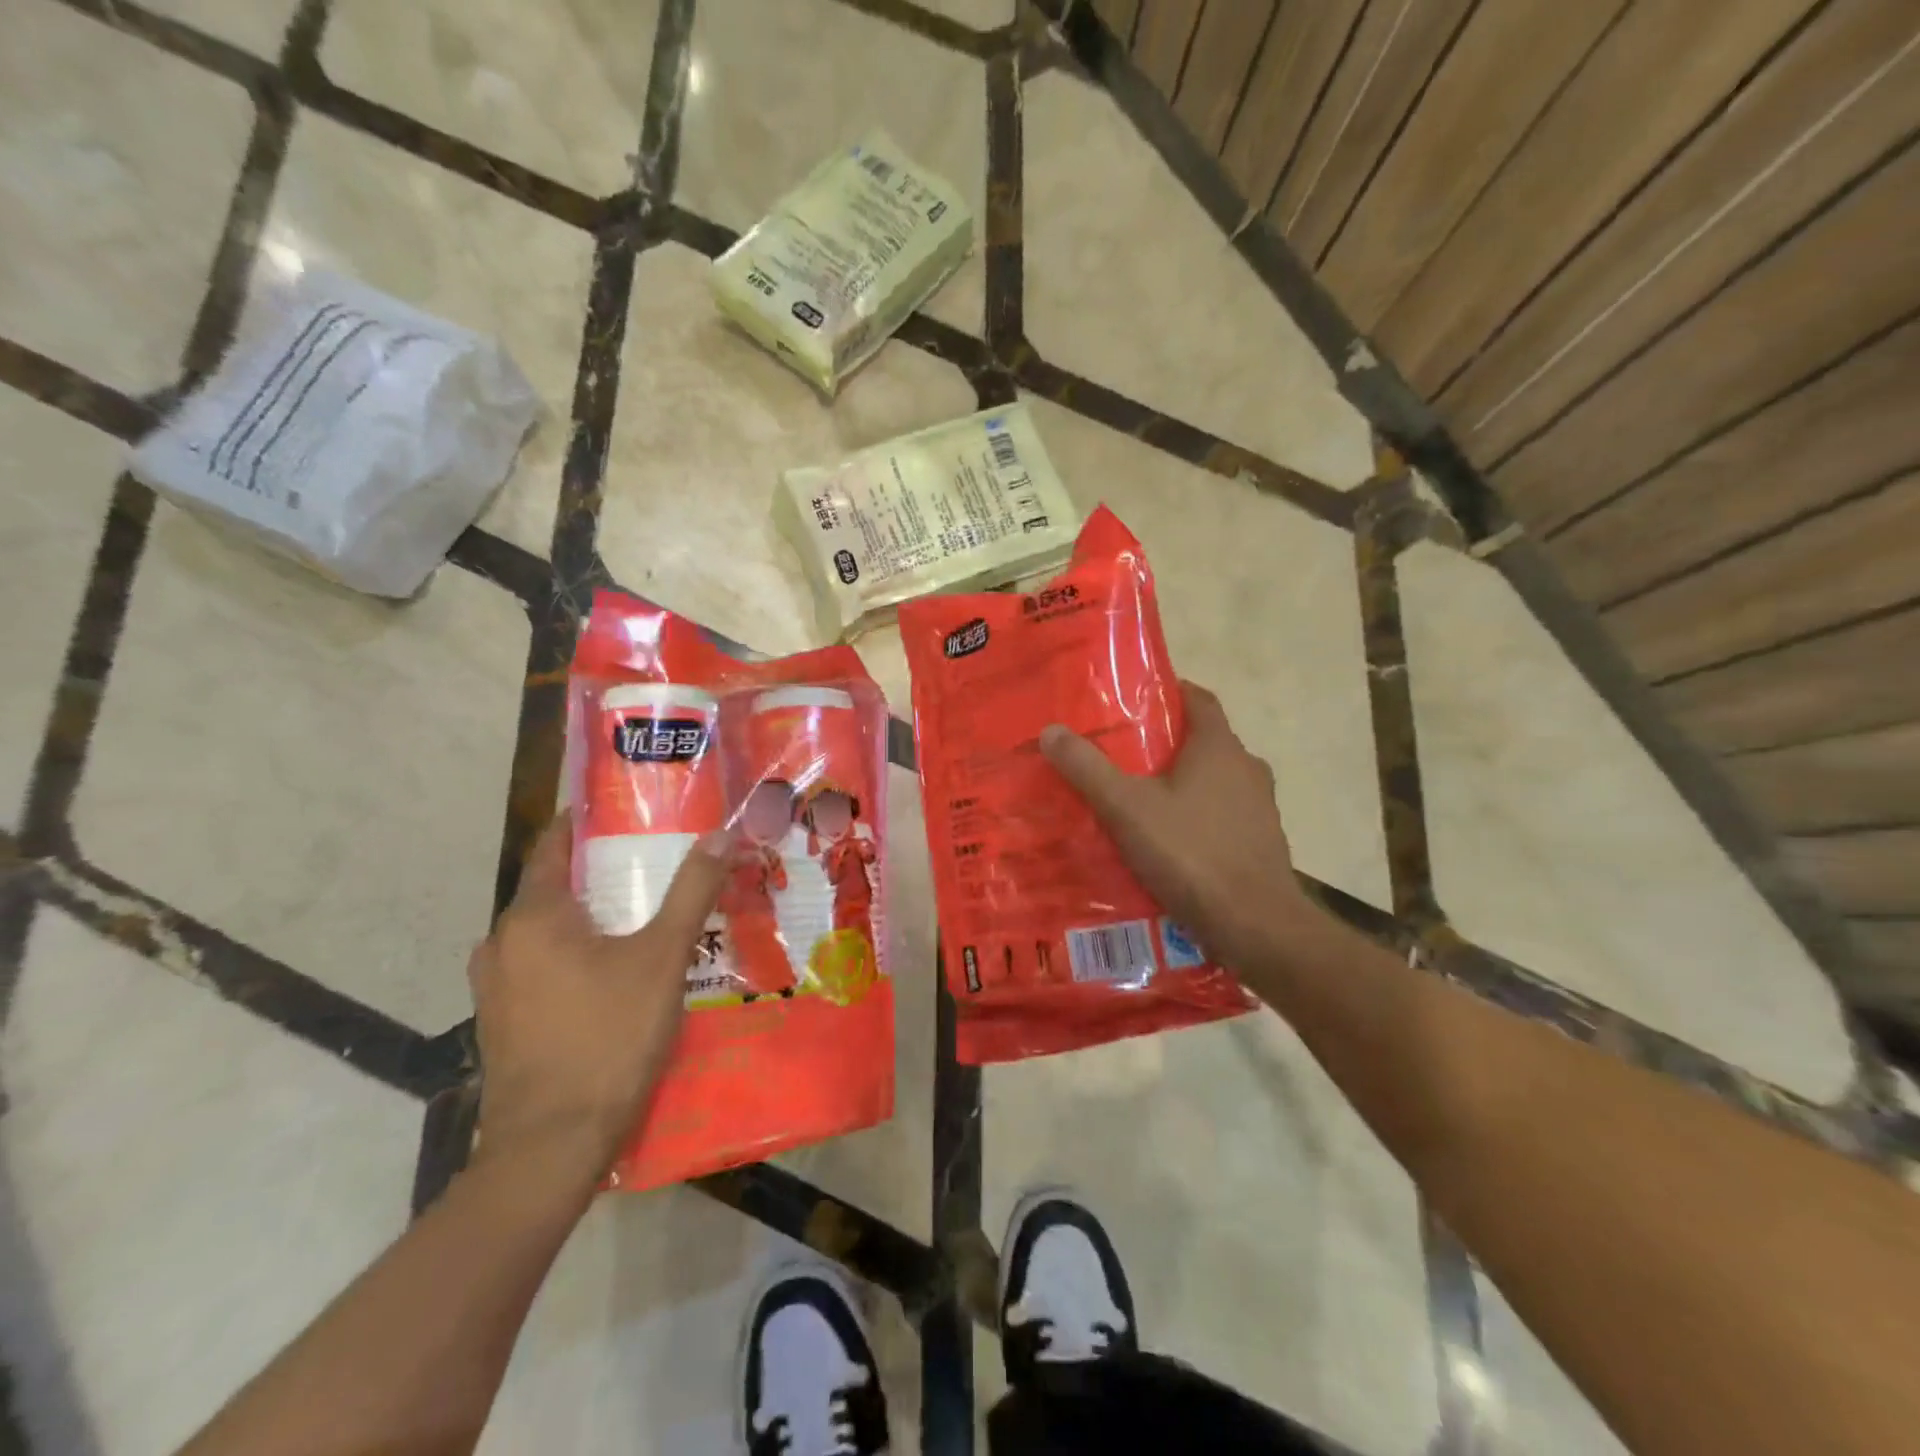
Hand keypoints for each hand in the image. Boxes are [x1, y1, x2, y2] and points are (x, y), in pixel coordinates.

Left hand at [466, 813, 730, 1182]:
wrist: (551, 1147)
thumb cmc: (608, 1037)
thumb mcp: (663, 957)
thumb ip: (691, 891)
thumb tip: (721, 835)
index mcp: (533, 917)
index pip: (553, 846)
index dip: (585, 823)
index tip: (624, 810)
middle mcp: (501, 944)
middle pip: (552, 889)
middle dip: (599, 873)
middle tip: (652, 864)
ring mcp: (495, 988)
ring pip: (546, 933)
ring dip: (586, 918)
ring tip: (639, 916)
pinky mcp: (501, 1024)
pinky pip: (540, 968)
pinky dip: (573, 955)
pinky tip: (612, 973)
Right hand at [1039, 681, 1317, 975]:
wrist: (1255, 926)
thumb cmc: (1191, 853)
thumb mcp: (1126, 808)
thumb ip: (1088, 768)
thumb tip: (1051, 731)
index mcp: (1219, 748)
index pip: (1199, 699)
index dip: (1170, 691)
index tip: (1136, 699)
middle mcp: (1247, 769)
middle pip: (1204, 741)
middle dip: (1166, 743)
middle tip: (1122, 753)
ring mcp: (1260, 808)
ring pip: (1215, 781)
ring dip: (1182, 783)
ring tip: (1138, 799)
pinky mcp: (1261, 843)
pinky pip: (1222, 816)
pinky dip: (1196, 817)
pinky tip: (1167, 842)